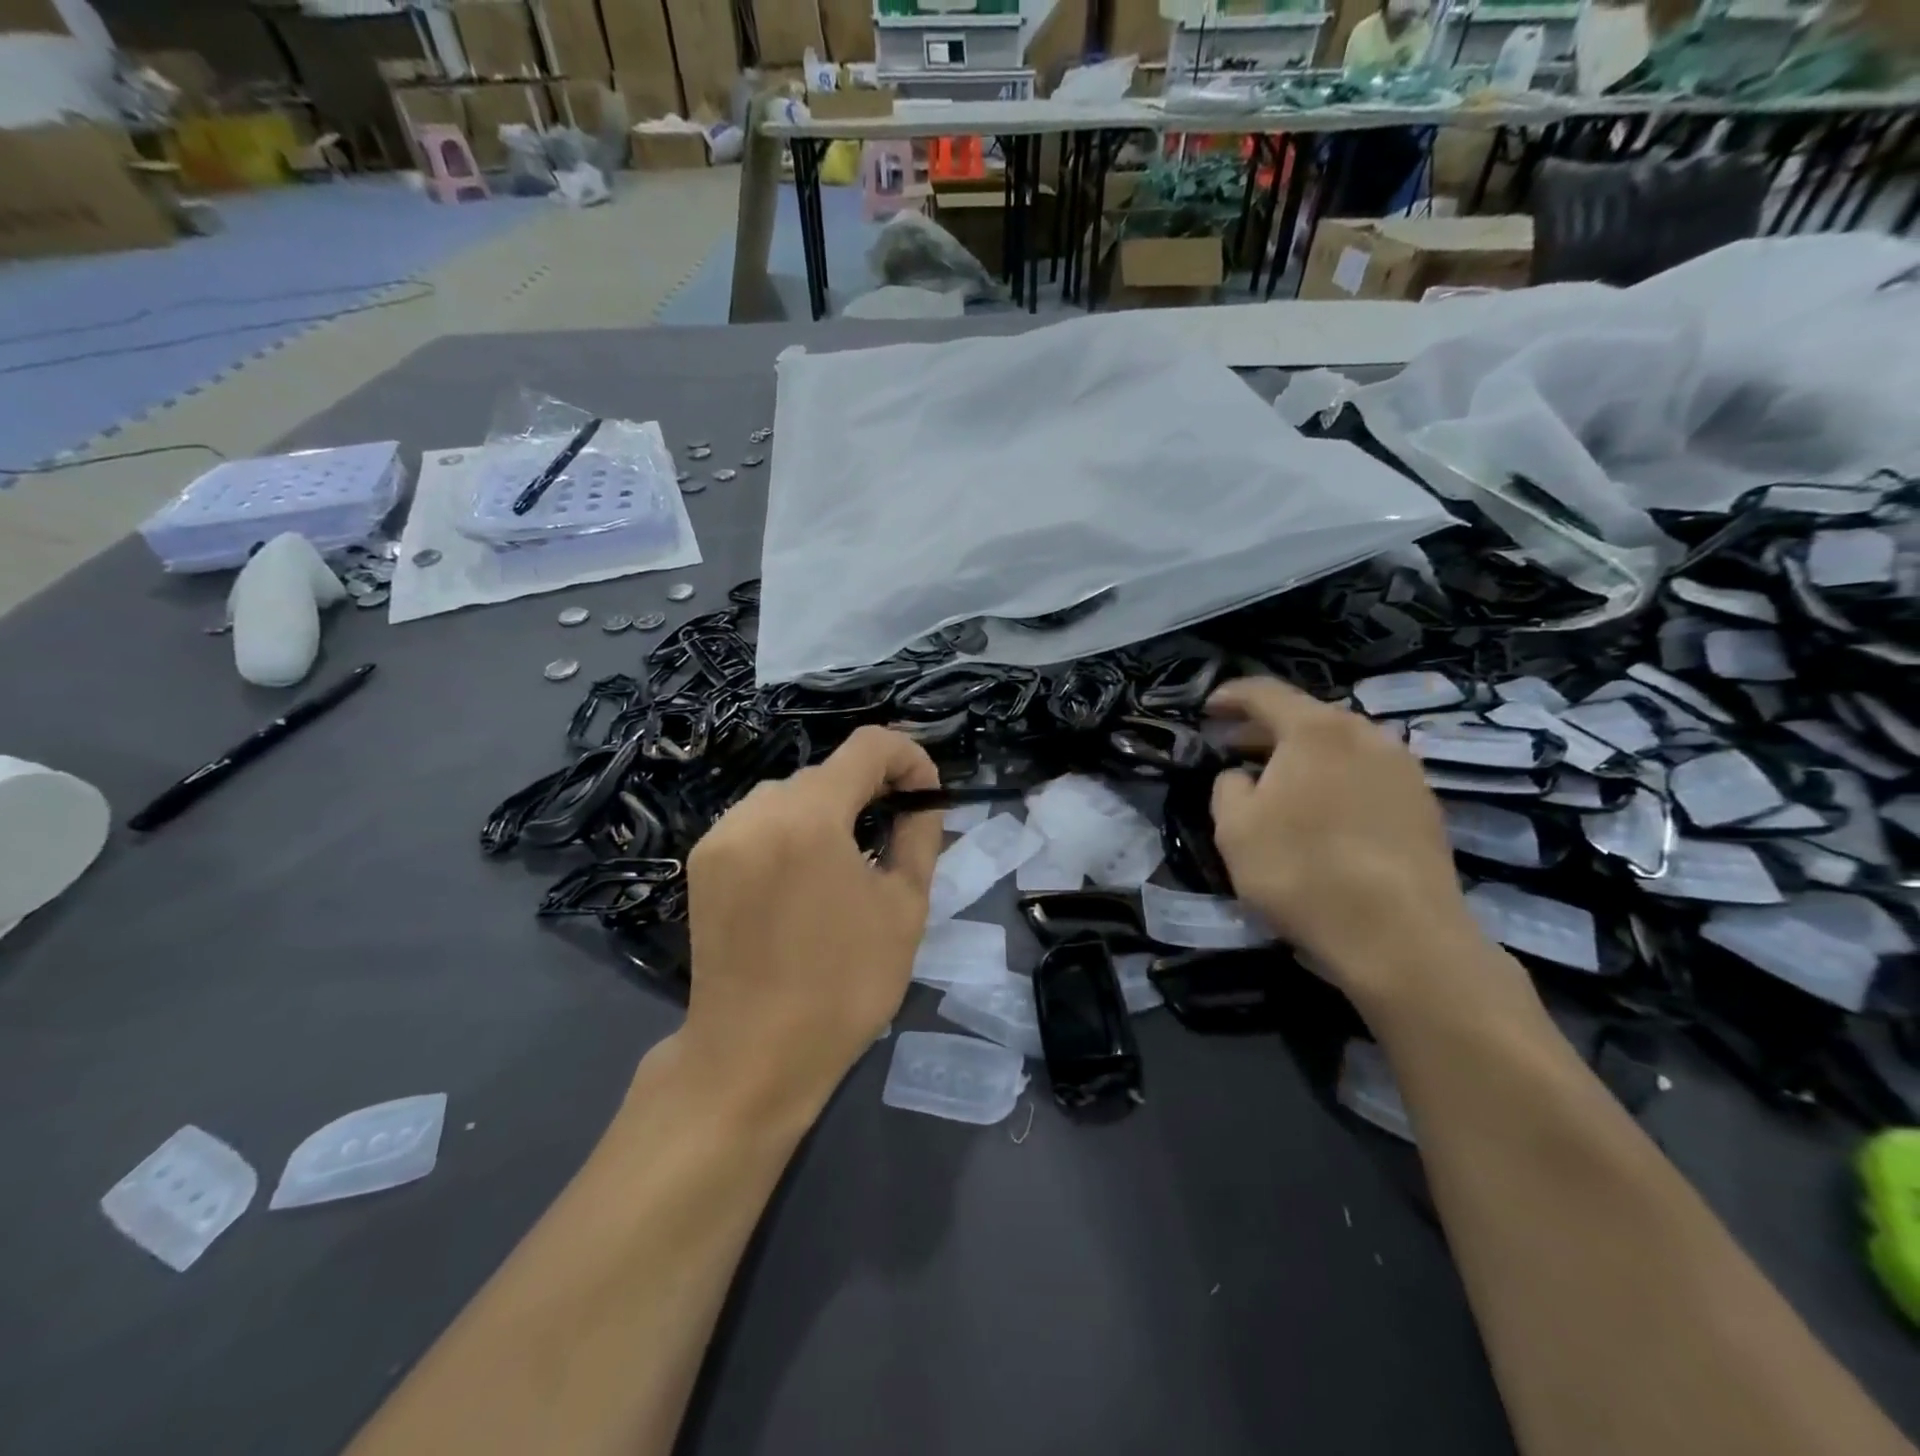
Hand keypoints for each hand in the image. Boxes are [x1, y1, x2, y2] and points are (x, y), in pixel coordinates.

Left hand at [676, 726, 942, 1119]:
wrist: (753, 1056)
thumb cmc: (843, 985)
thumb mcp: (904, 907)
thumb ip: (919, 836)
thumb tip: (921, 802)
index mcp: (810, 816)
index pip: (868, 745)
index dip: (909, 758)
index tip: (926, 797)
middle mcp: (757, 810)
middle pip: (828, 771)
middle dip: (871, 789)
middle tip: (898, 832)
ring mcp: (721, 835)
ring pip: (791, 794)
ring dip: (830, 810)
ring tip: (851, 858)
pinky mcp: (703, 861)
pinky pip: (759, 821)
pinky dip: (792, 830)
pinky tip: (805, 877)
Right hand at [1206, 677, 1486, 1012]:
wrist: (1401, 936)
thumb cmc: (1301, 871)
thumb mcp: (1234, 829)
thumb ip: (1227, 788)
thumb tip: (1243, 777)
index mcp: (1315, 730)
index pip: (1264, 693)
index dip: (1230, 697)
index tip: (1207, 709)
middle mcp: (1365, 735)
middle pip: (1307, 717)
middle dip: (1266, 730)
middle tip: (1235, 749)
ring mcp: (1404, 769)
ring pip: (1341, 747)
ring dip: (1305, 757)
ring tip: (1279, 784)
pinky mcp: (1426, 806)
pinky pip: (1367, 776)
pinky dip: (1336, 781)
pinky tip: (1323, 814)